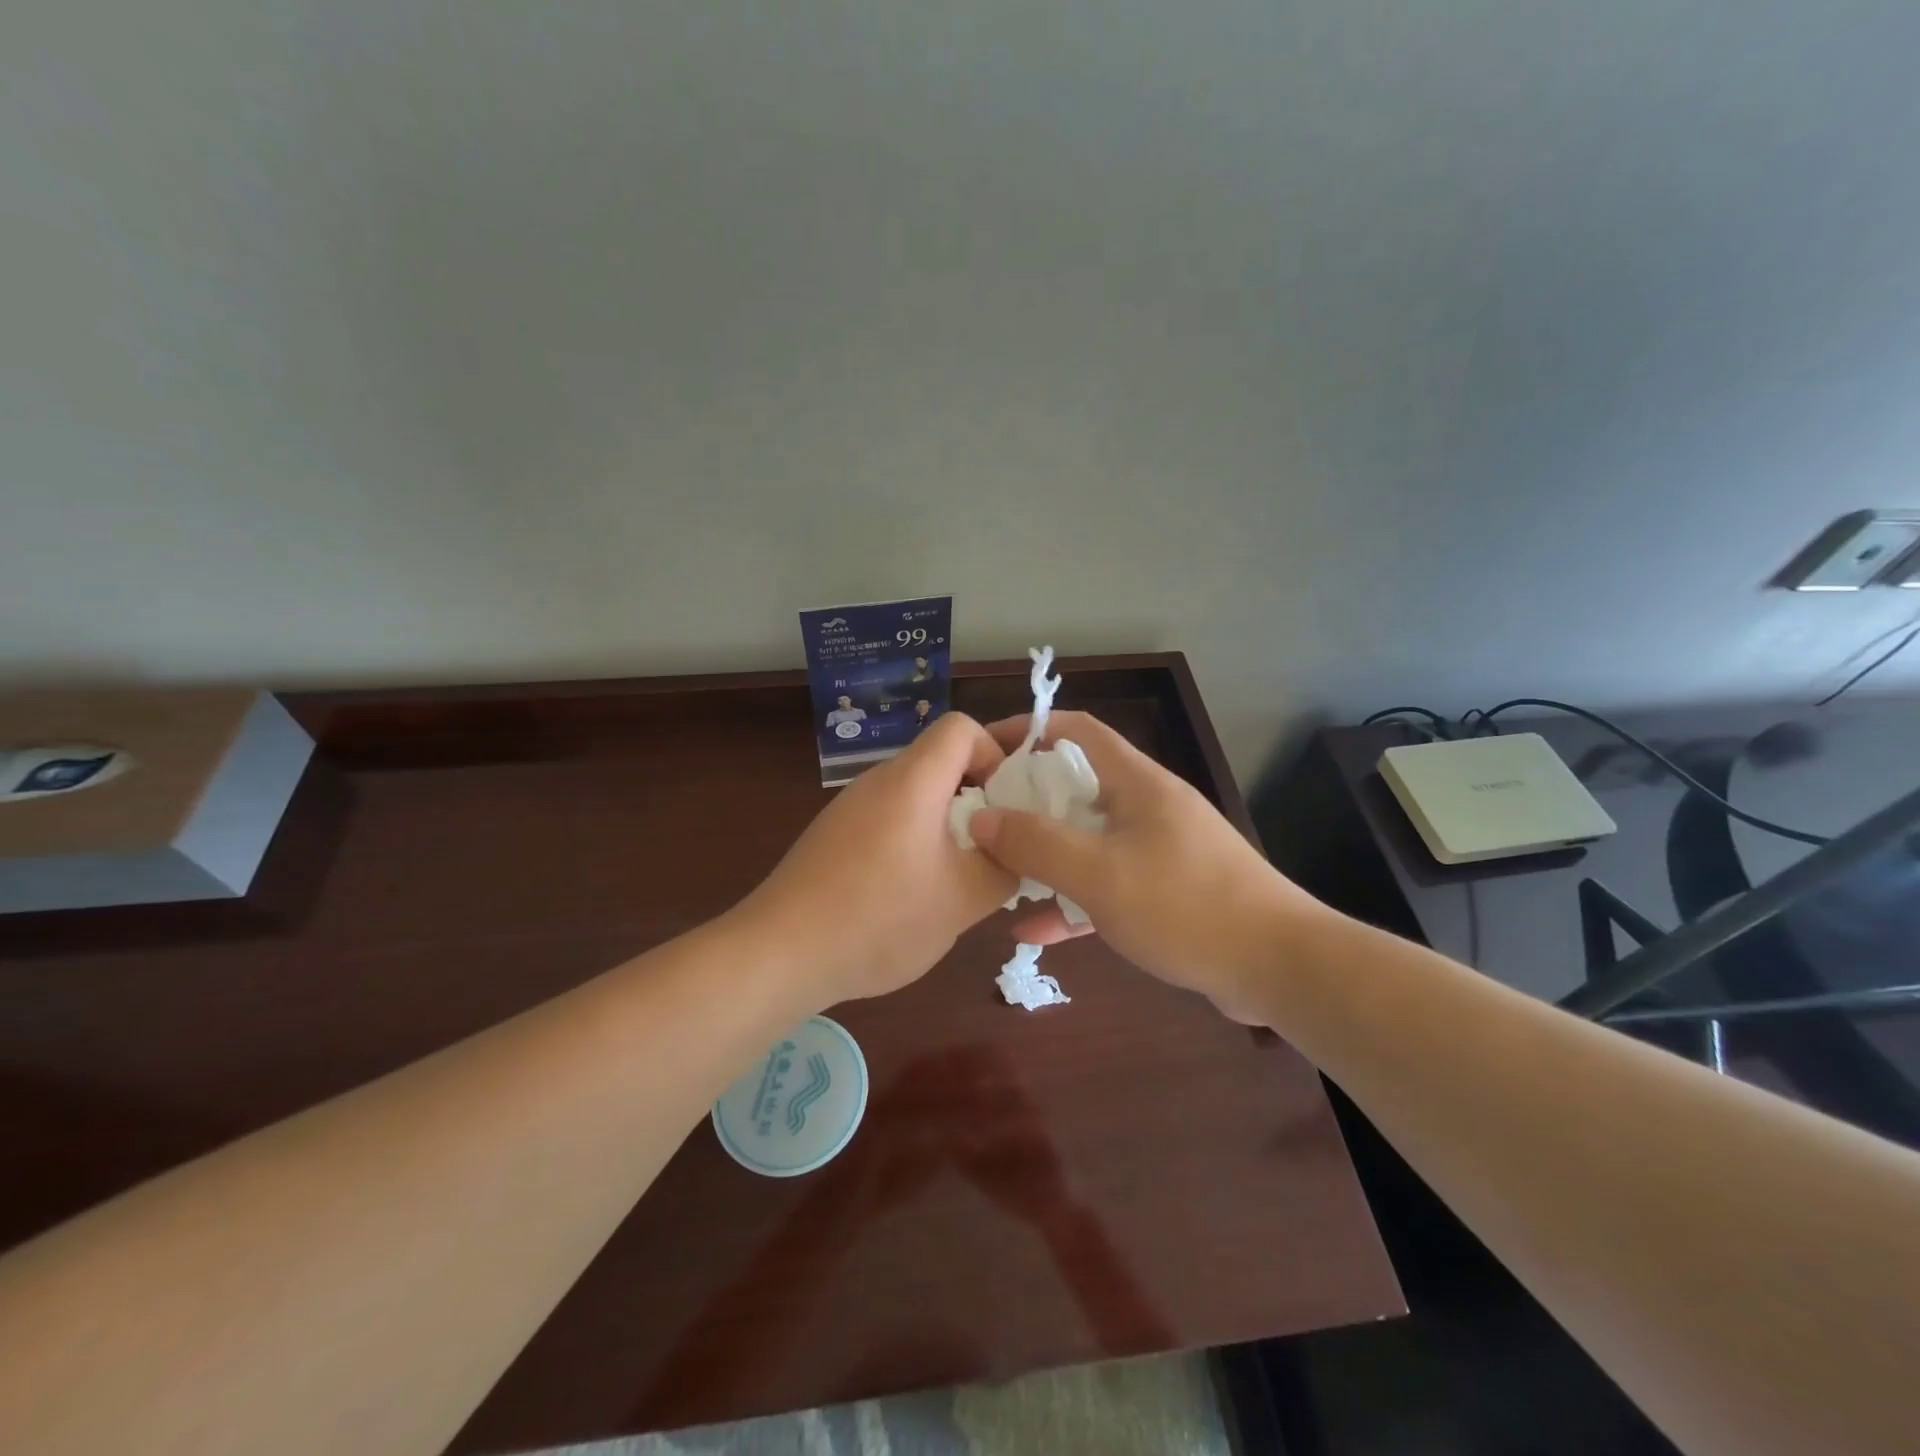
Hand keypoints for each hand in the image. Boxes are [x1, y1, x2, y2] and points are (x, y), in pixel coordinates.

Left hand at [740, 713, 1015, 1005]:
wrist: (780, 953)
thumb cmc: (880, 917)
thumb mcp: (964, 898)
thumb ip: (1005, 867)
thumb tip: (1015, 852)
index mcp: (912, 779)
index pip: (962, 727)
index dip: (995, 754)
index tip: (1007, 806)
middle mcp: (878, 781)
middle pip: (940, 761)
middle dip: (978, 796)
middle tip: (996, 845)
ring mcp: (850, 809)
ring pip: (916, 795)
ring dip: (947, 825)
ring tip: (959, 876)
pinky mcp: (834, 837)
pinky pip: (889, 821)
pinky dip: (914, 842)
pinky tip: (913, 894)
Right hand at [968, 711, 1323, 1020]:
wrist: (1279, 966)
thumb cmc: (1185, 905)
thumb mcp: (1100, 874)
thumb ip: (1036, 844)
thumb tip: (980, 818)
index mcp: (1137, 783)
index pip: (1078, 732)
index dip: (1031, 729)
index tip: (987, 749)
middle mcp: (1148, 807)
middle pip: (1077, 788)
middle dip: (1027, 803)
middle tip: (982, 822)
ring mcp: (1159, 851)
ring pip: (1088, 842)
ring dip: (1046, 858)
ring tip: (998, 876)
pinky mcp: (1166, 893)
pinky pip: (1107, 886)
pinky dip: (1072, 902)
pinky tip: (1032, 933)